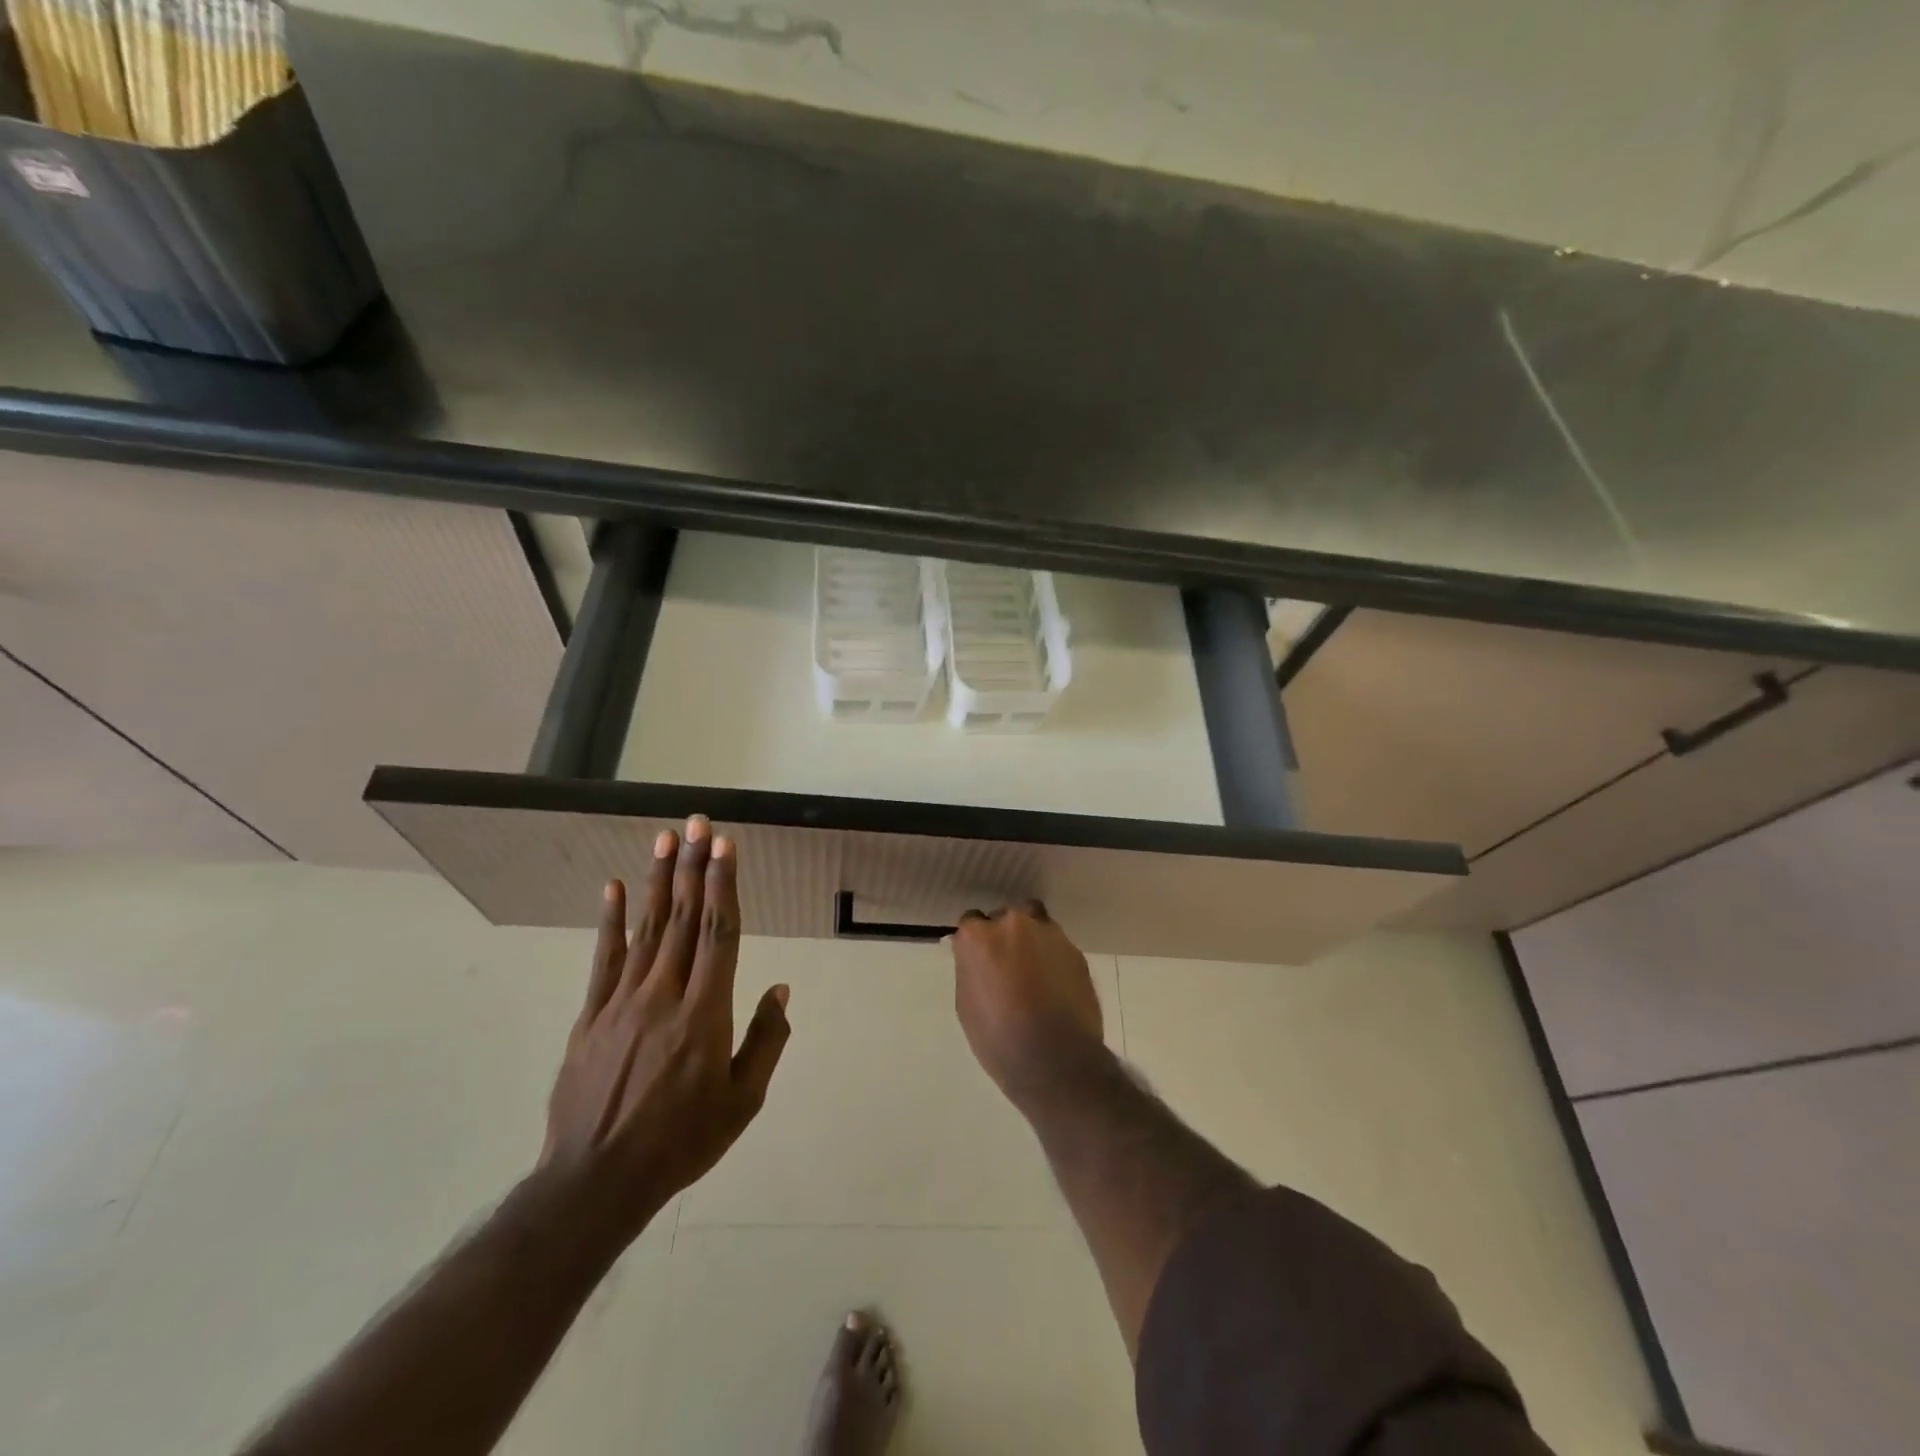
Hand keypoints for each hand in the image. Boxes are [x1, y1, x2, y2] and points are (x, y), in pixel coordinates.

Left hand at [539, 817, 790, 1250]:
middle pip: (683, 918)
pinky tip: (612, 888)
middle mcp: (664, 994)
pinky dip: (610, 921)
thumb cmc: (682, 1141)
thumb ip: (765, 1041)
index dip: (723, 885)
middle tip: (697, 822)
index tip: (726, 846)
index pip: (719, 934)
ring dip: (657, 880)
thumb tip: (780, 989)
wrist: (597, 1180)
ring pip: (646, 928)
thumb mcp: (742, 1101)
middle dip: (693, 866)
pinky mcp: (592, 1015)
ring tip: (665, 839)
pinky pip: (604, 958)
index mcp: (705, 1013)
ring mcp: (622, 1001)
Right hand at [950, 902, 1105, 1110]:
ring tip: (1035, 974)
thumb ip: (971, 969)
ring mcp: (1049, 934)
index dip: (976, 942)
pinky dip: (1054, 959)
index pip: (971, 922)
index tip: (979, 959)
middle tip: (1008, 967)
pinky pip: (1058, 947)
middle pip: (1006, 918)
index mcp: (980, 936)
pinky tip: (1055, 987)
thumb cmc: (998, 1038)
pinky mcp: (1076, 951)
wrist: (1055, 1060)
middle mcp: (1014, 924)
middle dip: (1005, 936)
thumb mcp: (967, 1004)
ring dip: (1032, 942)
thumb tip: (975, 959)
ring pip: (1036, 925)